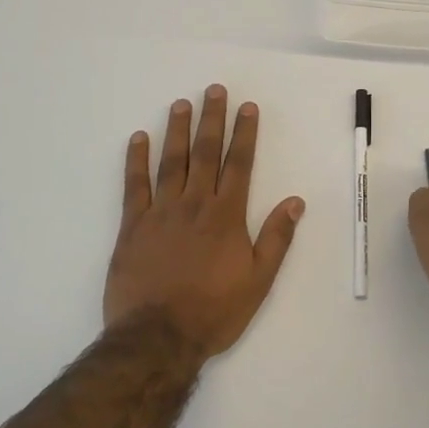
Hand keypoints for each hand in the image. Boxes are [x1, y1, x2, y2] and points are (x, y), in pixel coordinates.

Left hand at [103, 84, 305, 358]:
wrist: (158, 337)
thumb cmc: (214, 311)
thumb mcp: (258, 280)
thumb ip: (276, 238)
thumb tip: (295, 201)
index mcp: (226, 216)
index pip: (239, 164)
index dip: (245, 134)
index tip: (247, 107)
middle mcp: (195, 205)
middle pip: (205, 153)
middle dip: (212, 119)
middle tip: (214, 90)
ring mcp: (161, 213)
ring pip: (171, 162)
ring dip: (177, 130)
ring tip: (181, 103)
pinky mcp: (132, 226)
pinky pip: (134, 185)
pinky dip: (136, 160)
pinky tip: (138, 139)